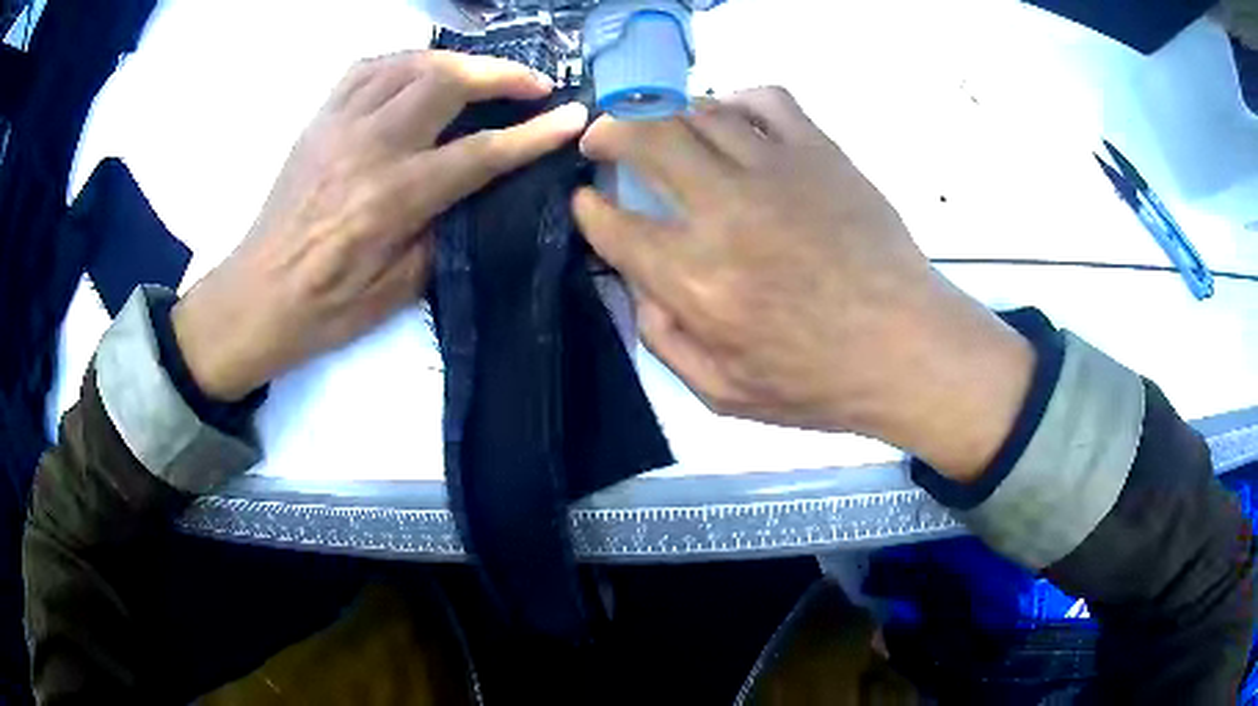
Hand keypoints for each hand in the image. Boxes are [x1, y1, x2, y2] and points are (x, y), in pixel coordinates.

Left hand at [173, 51, 587, 401]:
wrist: (255, 298)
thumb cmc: (324, 309)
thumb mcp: (396, 291)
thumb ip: (444, 232)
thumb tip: (479, 191)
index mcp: (391, 198)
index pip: (480, 151)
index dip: (535, 133)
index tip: (573, 116)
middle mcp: (367, 147)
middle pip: (446, 81)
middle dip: (501, 74)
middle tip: (534, 85)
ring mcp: (338, 124)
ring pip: (409, 62)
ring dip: (457, 60)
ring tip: (482, 75)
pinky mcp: (318, 120)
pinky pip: (367, 68)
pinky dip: (406, 61)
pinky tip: (420, 73)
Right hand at [574, 87, 1032, 480]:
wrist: (907, 348)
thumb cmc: (818, 381)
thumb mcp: (722, 393)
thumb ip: (663, 338)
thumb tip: (636, 283)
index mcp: (695, 278)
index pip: (613, 224)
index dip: (589, 209)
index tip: (586, 201)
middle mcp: (724, 211)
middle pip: (645, 140)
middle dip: (608, 131)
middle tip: (601, 136)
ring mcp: (776, 171)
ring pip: (699, 111)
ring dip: (665, 114)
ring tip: (661, 127)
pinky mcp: (820, 153)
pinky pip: (766, 100)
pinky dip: (737, 99)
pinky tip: (732, 117)